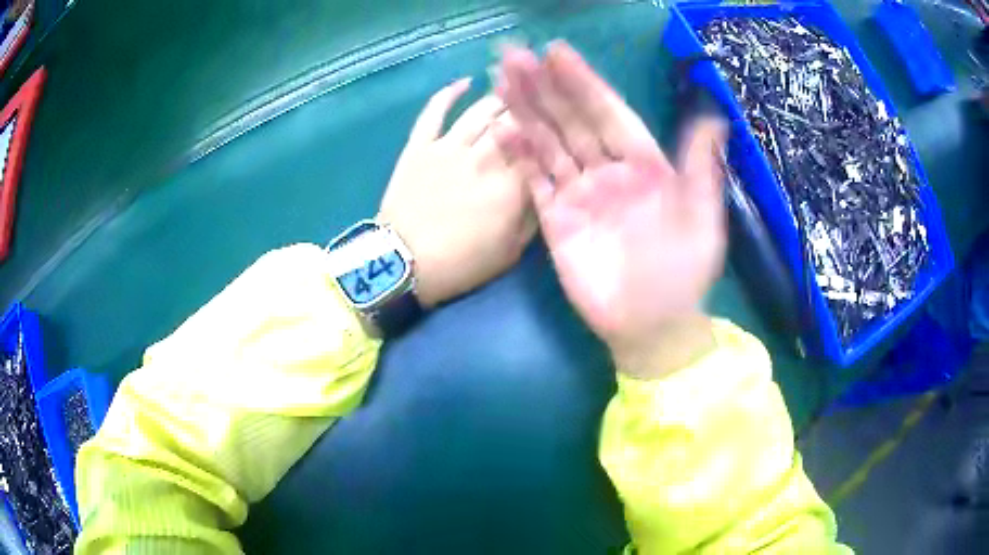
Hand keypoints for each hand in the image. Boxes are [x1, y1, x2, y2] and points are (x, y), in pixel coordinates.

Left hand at [379, 79, 537, 307]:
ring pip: (480, 111)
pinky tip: (464, 82)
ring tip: (513, 90)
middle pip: (514, 122)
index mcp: (511, 185)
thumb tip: (546, 186)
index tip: (563, 121)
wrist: (402, 264)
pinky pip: (433, 112)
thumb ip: (533, 217)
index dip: (552, 131)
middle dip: (531, 108)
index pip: (540, 147)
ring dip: (499, 97)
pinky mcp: (419, 145)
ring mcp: (448, 147)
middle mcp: (484, 156)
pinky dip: (448, 94)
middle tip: (541, 99)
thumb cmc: (460, 264)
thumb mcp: (511, 252)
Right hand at [496, 43, 725, 377]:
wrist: (651, 326)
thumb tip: (714, 118)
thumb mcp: (702, 220)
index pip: (609, 114)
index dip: (584, 83)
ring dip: (525, 113)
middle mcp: (608, 170)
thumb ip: (701, 168)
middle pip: (572, 121)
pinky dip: (519, 158)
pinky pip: (535, 183)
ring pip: (549, 144)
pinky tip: (502, 132)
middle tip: (513, 57)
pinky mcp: (556, 221)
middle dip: (544, 88)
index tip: (557, 53)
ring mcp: (579, 194)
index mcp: (644, 164)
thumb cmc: (683, 274)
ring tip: (500, 81)